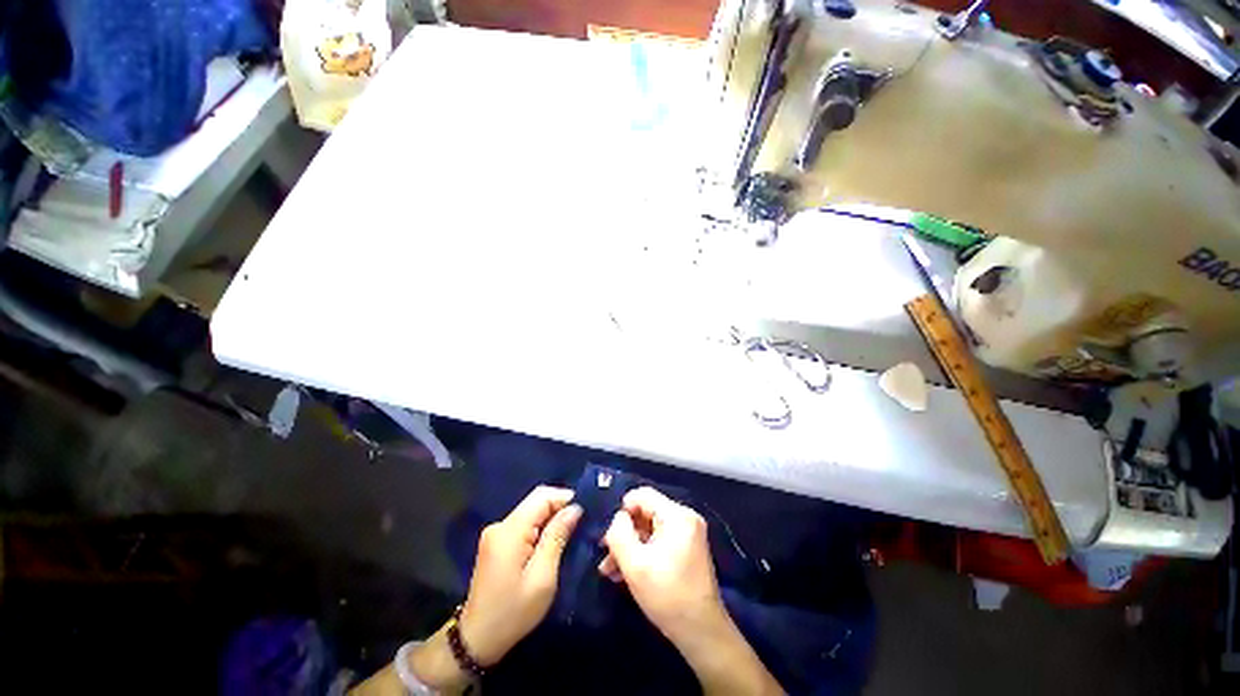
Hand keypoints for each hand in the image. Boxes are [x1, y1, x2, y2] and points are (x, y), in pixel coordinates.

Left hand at [459, 486, 581, 665]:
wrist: (476, 640)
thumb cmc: (513, 612)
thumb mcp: (542, 577)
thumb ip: (557, 537)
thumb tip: (575, 508)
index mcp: (510, 531)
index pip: (542, 496)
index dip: (566, 498)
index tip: (586, 511)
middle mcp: (500, 525)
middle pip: (535, 500)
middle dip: (560, 506)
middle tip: (581, 522)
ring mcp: (496, 533)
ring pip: (531, 511)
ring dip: (551, 517)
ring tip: (571, 531)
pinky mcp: (496, 542)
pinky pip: (524, 523)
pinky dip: (540, 526)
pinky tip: (552, 540)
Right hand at [601, 487, 782, 695]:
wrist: (701, 632)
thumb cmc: (667, 595)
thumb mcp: (634, 564)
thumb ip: (619, 533)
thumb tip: (618, 518)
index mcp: (677, 515)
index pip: (643, 495)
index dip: (623, 511)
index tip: (609, 535)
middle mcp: (685, 517)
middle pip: (646, 512)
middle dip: (624, 533)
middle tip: (606, 556)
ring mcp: (688, 533)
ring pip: (650, 528)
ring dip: (630, 546)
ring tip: (610, 570)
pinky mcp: (688, 548)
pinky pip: (660, 540)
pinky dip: (643, 552)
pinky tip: (626, 572)